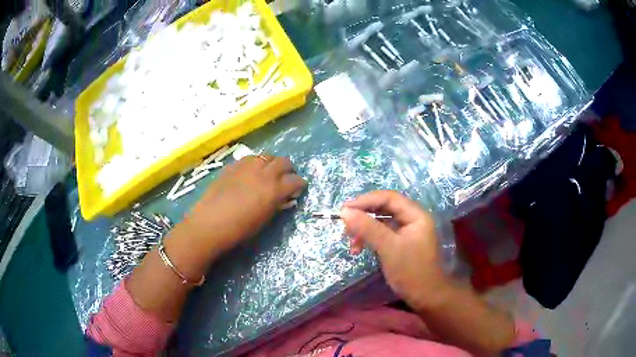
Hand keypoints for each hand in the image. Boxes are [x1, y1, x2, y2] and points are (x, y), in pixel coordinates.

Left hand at [169, 155, 304, 262]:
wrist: (210, 224)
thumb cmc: (239, 230)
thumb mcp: (264, 219)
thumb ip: (276, 204)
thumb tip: (282, 197)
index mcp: (274, 190)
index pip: (295, 180)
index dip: (299, 184)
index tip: (299, 188)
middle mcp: (263, 173)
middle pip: (283, 162)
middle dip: (288, 169)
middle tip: (286, 177)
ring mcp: (247, 167)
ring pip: (266, 156)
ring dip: (271, 163)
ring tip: (268, 172)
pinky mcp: (232, 166)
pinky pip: (249, 159)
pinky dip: (254, 163)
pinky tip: (250, 172)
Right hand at [341, 190, 449, 309]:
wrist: (426, 296)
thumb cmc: (410, 270)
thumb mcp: (388, 247)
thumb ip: (367, 228)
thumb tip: (345, 212)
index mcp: (415, 214)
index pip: (388, 198)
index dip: (365, 201)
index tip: (344, 210)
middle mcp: (412, 218)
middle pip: (384, 208)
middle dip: (363, 217)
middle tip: (346, 227)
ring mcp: (407, 231)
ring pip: (381, 222)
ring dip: (364, 230)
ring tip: (352, 245)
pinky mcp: (401, 243)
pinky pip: (383, 234)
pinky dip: (370, 239)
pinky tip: (360, 249)